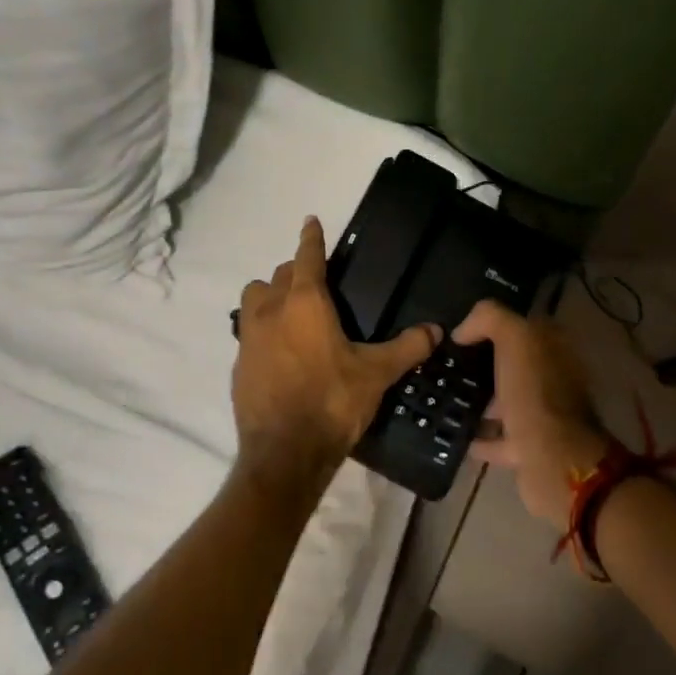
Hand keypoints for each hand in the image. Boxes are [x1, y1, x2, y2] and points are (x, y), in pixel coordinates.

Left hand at [233, 217, 441, 482]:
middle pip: (279, 274)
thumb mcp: (376, 374)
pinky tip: (280, 350)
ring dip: (270, 295)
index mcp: (305, 303)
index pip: (306, 257)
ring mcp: (249, 336)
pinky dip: (262, 329)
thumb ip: (407, 347)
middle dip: (295, 271)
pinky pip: (248, 331)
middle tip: (315, 283)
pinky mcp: (239, 363)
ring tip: (291, 312)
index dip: (311, 237)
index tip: (311, 221)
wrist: (284, 453)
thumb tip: (436, 330)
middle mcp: (271, 310)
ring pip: (254, 297)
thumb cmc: (332, 402)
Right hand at [455, 300, 610, 530]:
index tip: (459, 331)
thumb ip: (489, 319)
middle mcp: (552, 379)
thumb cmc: (535, 392)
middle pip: (513, 363)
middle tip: (447, 362)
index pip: (522, 325)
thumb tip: (463, 330)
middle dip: (484, 361)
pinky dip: (480, 436)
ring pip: (506, 400)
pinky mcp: (529, 449)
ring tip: (446, 394)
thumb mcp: (515, 338)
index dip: (492, 324)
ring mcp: (542, 416)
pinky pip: (498, 437)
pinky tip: (455, 431)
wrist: (553, 460)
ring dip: (482, 399)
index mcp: (554, 349)